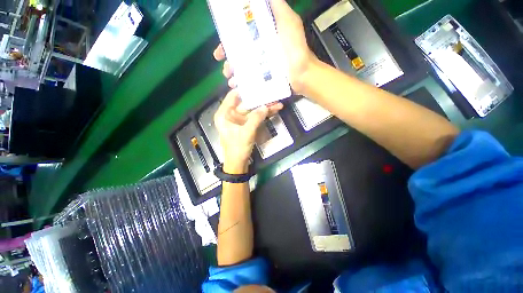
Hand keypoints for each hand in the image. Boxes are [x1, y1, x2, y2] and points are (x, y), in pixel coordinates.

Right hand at [213, 0, 317, 94]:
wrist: (302, 74)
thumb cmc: (295, 47)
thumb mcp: (287, 20)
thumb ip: (276, 6)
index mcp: (262, 35)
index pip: (239, 36)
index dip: (227, 41)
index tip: (220, 49)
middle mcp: (259, 50)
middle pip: (238, 54)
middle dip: (228, 60)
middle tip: (224, 67)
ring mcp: (261, 66)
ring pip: (242, 68)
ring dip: (233, 73)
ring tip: (230, 79)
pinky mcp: (264, 79)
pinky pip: (249, 80)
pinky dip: (241, 83)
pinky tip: (237, 86)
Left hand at [214, 89, 282, 173]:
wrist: (238, 164)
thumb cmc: (237, 148)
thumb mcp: (246, 133)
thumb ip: (255, 118)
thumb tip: (265, 107)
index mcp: (224, 114)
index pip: (233, 96)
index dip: (244, 89)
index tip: (256, 84)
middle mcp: (231, 115)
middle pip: (246, 104)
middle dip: (260, 101)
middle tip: (272, 94)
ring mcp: (239, 121)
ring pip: (252, 111)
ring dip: (264, 108)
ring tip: (278, 104)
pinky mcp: (246, 126)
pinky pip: (255, 118)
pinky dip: (263, 116)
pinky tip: (273, 111)